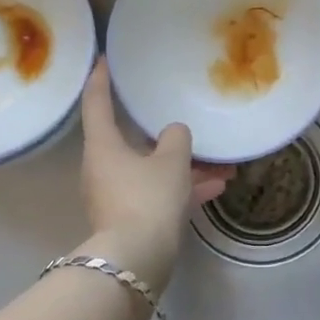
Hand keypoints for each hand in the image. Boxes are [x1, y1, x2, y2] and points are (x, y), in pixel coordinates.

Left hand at [79, 60, 229, 293]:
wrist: (136, 261)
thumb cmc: (148, 198)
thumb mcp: (171, 160)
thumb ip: (176, 138)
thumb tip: (174, 133)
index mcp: (103, 145)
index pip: (97, 101)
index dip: (102, 77)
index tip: (106, 59)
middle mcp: (103, 167)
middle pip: (132, 139)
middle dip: (165, 133)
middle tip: (182, 115)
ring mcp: (116, 195)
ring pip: (152, 169)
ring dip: (185, 166)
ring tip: (223, 164)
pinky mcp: (131, 218)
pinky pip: (159, 193)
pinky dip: (184, 188)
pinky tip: (218, 187)